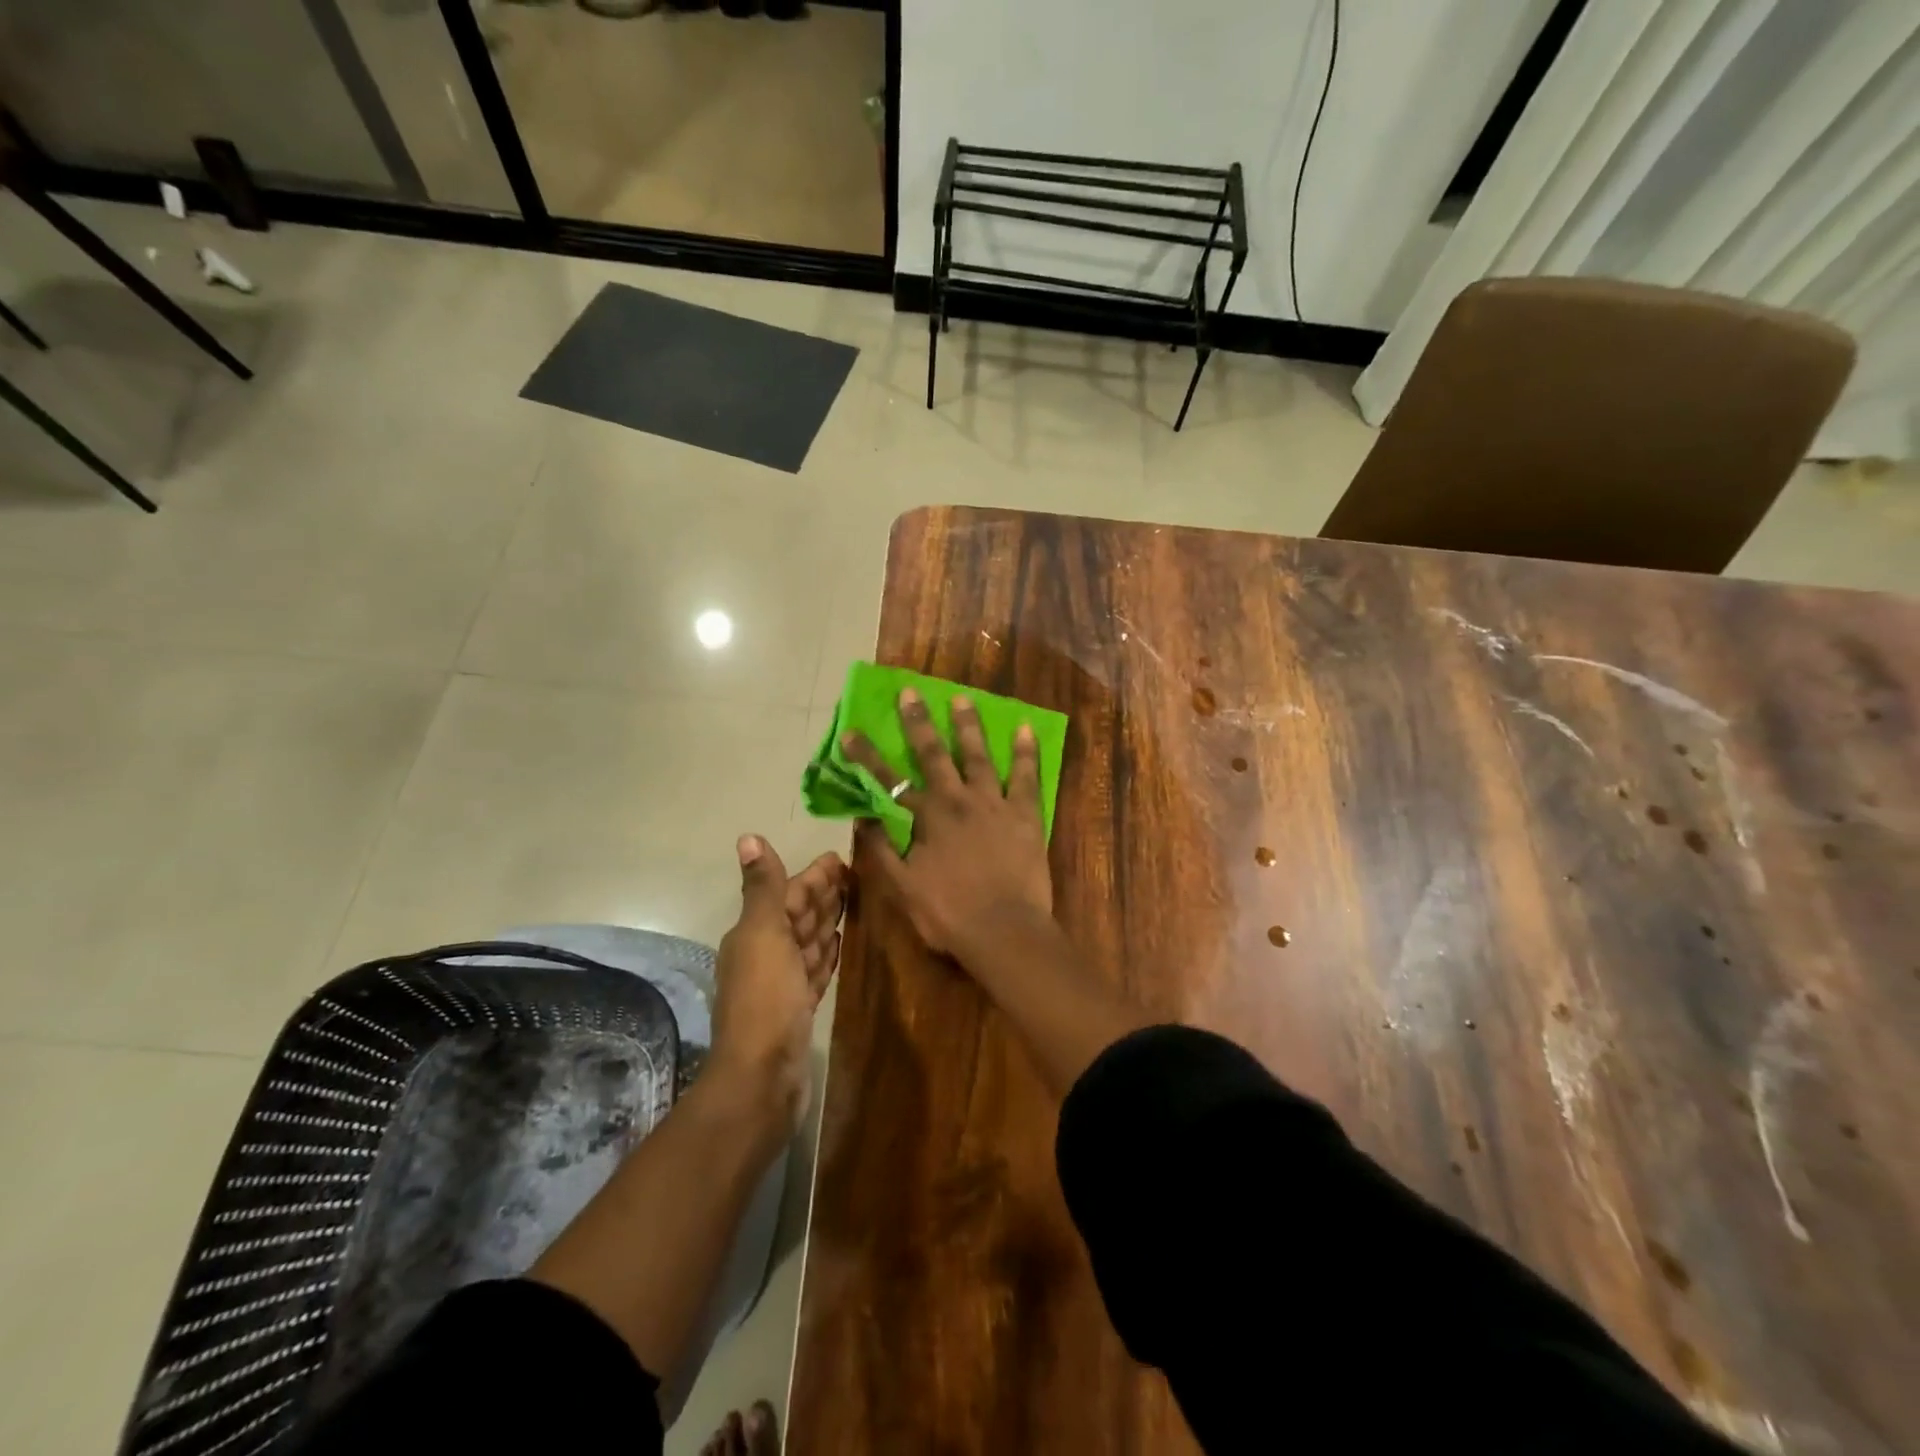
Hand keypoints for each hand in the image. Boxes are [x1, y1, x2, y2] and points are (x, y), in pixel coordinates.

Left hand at [709, 836, 846, 1133]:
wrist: (762, 1077)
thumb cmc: (765, 999)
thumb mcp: (763, 935)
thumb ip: (762, 888)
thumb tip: (747, 837)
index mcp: (755, 933)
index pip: (787, 894)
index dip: (813, 875)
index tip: (843, 858)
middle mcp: (766, 953)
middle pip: (799, 915)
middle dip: (823, 893)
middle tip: (858, 874)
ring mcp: (783, 983)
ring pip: (809, 941)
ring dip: (828, 920)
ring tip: (856, 901)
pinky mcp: (799, 1007)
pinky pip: (816, 969)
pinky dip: (828, 953)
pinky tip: (842, 943)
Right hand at [844, 688, 1052, 959]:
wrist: (1005, 931)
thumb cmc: (949, 914)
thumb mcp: (902, 888)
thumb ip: (881, 850)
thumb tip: (863, 817)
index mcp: (926, 818)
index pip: (887, 781)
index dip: (866, 756)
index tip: (850, 731)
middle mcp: (957, 800)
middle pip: (932, 754)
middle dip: (918, 722)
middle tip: (910, 692)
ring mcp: (993, 803)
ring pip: (978, 755)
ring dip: (968, 725)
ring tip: (962, 698)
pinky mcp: (1024, 814)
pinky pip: (1025, 776)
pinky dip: (1025, 752)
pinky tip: (1025, 728)